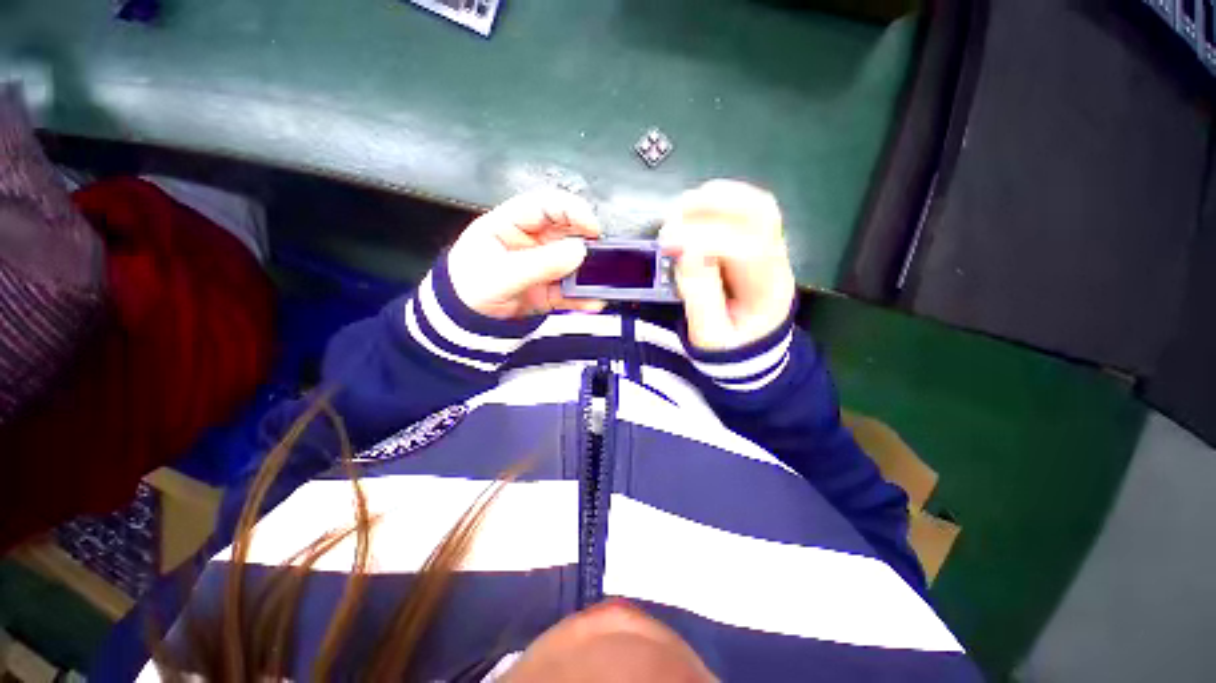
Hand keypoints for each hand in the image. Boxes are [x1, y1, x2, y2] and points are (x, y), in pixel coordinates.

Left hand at [447, 190, 605, 318]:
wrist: (464, 320)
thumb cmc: (468, 287)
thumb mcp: (500, 274)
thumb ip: (539, 263)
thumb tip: (577, 252)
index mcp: (512, 223)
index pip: (546, 205)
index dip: (572, 210)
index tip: (592, 226)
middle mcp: (532, 240)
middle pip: (567, 231)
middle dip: (586, 241)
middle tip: (600, 254)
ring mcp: (544, 265)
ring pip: (574, 261)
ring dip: (588, 271)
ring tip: (598, 282)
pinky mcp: (550, 288)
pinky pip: (571, 289)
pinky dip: (583, 296)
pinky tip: (592, 301)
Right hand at [659, 180, 795, 351]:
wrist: (749, 348)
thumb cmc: (728, 345)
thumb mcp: (709, 336)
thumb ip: (700, 298)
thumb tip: (687, 251)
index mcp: (768, 291)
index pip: (749, 249)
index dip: (707, 239)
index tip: (669, 243)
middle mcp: (777, 261)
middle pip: (761, 213)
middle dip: (713, 206)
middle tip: (671, 220)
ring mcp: (771, 247)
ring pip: (755, 203)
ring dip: (713, 199)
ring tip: (677, 214)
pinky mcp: (757, 241)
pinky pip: (744, 207)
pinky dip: (715, 202)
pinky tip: (691, 213)